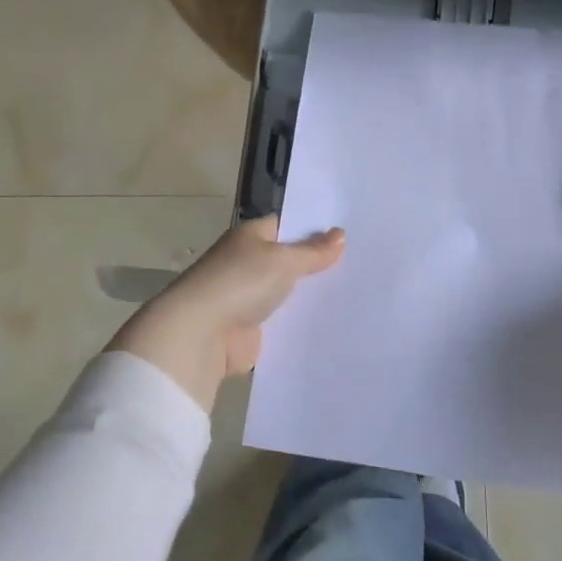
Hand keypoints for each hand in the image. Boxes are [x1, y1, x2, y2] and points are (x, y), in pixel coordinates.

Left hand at [109, 216, 344, 408]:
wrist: (201, 334)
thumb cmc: (240, 283)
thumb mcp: (283, 260)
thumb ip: (313, 251)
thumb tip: (340, 234)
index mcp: (251, 237)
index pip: (287, 225)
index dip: (315, 229)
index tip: (348, 234)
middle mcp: (248, 263)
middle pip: (289, 260)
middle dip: (317, 264)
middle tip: (360, 265)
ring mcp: (248, 297)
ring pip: (288, 292)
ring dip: (310, 296)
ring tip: (355, 294)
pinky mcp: (252, 329)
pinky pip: (283, 322)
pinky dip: (301, 323)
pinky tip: (332, 323)